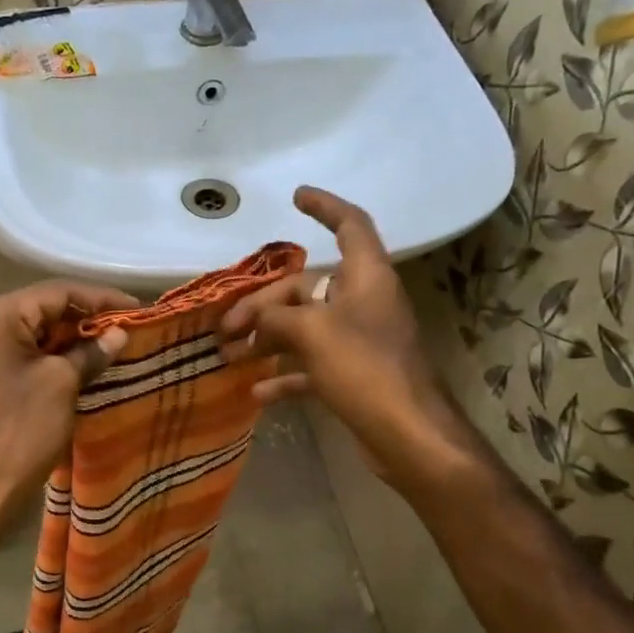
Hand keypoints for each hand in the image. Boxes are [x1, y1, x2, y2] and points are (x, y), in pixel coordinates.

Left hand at [0, 280, 133, 542]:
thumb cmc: (19, 434)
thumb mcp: (61, 386)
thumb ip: (90, 352)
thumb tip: (117, 335)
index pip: (54, 293)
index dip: (99, 299)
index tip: (136, 309)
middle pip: (38, 310)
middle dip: (83, 320)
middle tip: (124, 329)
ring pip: (27, 335)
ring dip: (66, 340)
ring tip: (108, 347)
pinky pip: (15, 356)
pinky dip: (45, 358)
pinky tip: (76, 366)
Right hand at [218, 186, 452, 483]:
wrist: (407, 434)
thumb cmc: (365, 369)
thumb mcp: (313, 334)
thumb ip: (278, 317)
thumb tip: (256, 317)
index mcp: (366, 278)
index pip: (349, 225)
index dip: (324, 207)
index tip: (296, 197)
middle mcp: (364, 303)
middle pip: (308, 288)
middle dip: (264, 304)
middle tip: (227, 327)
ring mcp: (359, 341)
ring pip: (305, 329)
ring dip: (267, 340)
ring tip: (229, 356)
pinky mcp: (354, 375)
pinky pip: (311, 365)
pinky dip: (285, 375)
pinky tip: (257, 393)